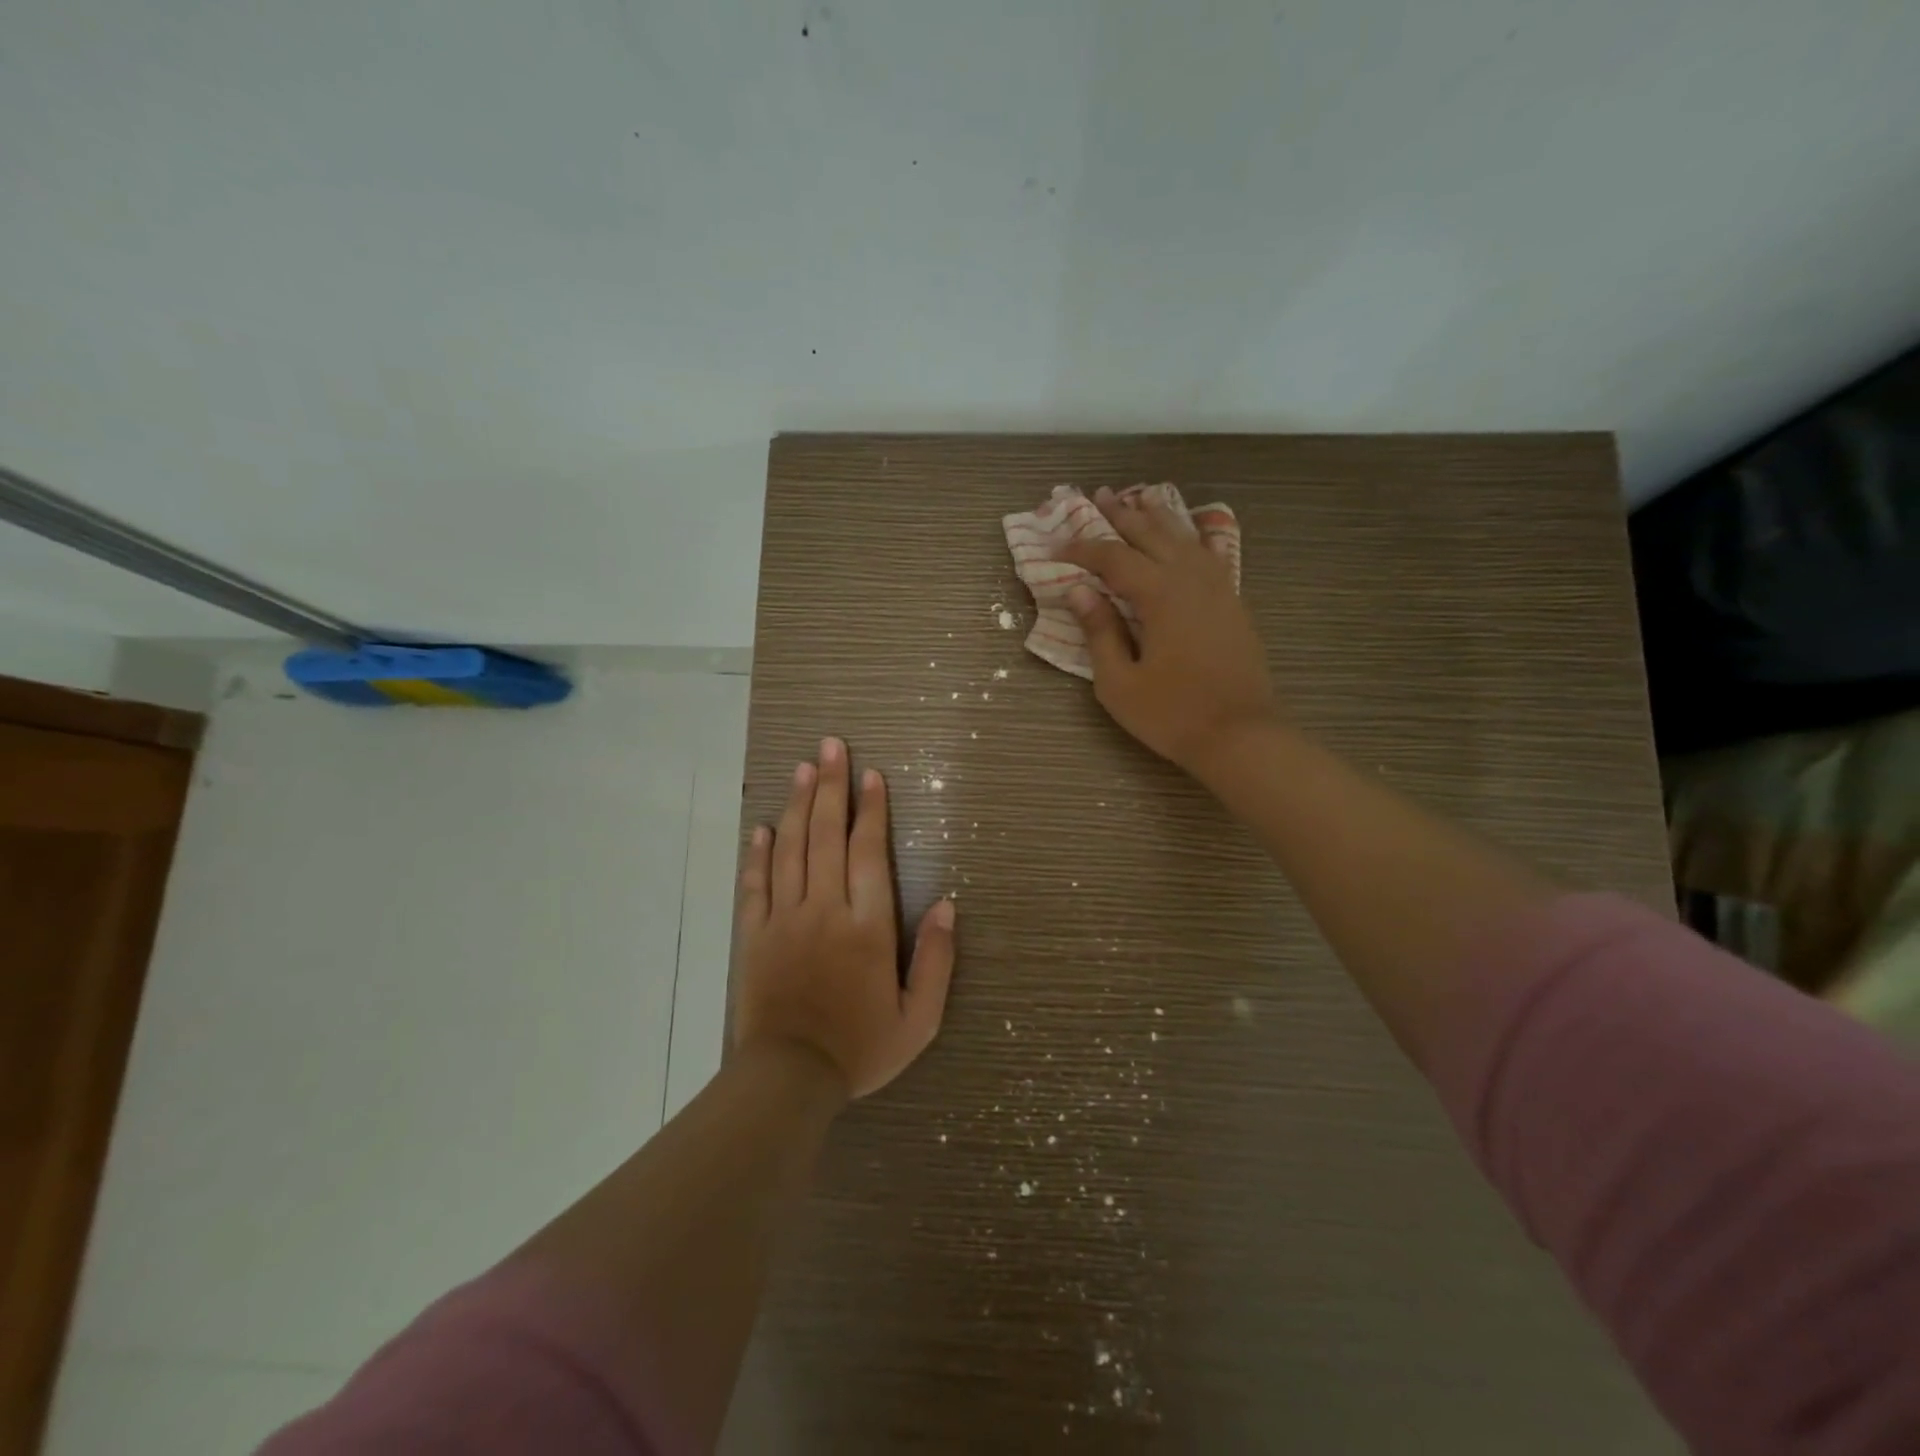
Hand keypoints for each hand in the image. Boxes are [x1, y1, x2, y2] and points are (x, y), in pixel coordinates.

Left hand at [733, 737, 956, 1100]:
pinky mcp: (755, 935)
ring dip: (798, 805)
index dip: (871, 810)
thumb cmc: (861, 1048)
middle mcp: (824, 910)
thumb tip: (947, 904)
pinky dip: (758, 853)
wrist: (789, 1080)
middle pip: (826, 836)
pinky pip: (756, 884)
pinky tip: (763, 826)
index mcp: (867, 926)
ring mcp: (784, 919)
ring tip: (803, 769)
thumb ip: (937, 959)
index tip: (872, 775)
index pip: (869, 852)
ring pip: (791, 849)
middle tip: (831, 746)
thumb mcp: (920, 1018)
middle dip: (832, 787)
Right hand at [1057, 486, 1277, 773]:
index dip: (1082, 549)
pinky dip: (1190, 538)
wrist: (1241, 735)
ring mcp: (1218, 588)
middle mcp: (1190, 579)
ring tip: (1137, 500)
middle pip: (1151, 534)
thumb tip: (1079, 592)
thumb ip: (1099, 633)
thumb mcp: (1119, 683)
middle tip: (1096, 497)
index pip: (1113, 558)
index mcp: (1160, 595)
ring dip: (1157, 518)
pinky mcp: (1232, 603)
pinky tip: (1186, 535)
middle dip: (1121, 515)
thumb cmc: (1172, 714)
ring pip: (1183, 538)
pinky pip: (1208, 554)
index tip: (1055, 546)